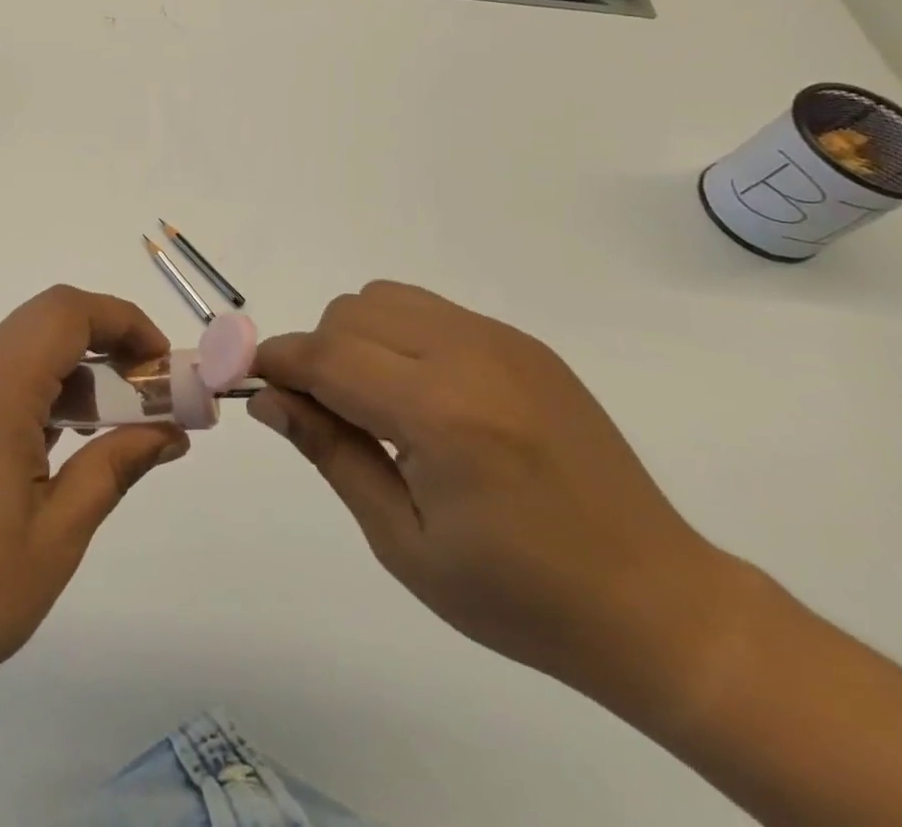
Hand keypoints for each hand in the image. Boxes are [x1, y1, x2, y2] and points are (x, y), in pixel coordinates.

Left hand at [0, 285, 188, 708]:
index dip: (125, 322)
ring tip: (128, 421)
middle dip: (111, 340)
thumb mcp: (59, 532)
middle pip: (51, 320)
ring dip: (84, 368)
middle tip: (154, 392)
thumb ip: (116, 466)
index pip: (69, 312)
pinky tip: (79, 441)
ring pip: (31, 348)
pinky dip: (54, 391)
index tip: (165, 367)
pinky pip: (11, 380)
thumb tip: (171, 431)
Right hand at [251, 282, 739, 706]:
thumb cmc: (518, 595)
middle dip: (316, 354)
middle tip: (324, 414)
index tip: (246, 379)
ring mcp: (502, 342)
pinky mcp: (523, 343)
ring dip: (356, 336)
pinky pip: (431, 311)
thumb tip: (267, 399)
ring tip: (374, 402)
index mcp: (440, 415)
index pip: (326, 357)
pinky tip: (423, 395)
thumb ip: (330, 452)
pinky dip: (399, 335)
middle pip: (350, 314)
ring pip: (385, 298)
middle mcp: (469, 357)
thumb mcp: (404, 542)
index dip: (275, 362)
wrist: (655, 603)